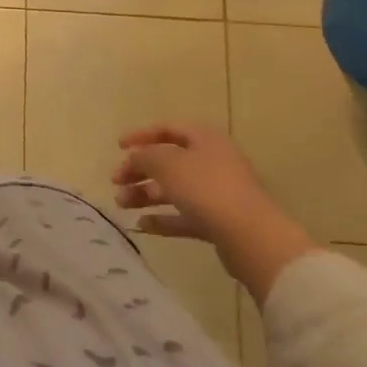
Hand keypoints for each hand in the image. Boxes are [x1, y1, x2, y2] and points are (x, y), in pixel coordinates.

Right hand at [113, 125, 316, 302]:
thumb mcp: (167, 163)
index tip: (118, 147)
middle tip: (116, 181)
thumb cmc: (206, 188)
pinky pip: (184, 215)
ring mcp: (217, 193)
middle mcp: (212, 161)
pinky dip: (163, 218)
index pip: (167, 128)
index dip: (140, 135)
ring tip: (122, 204)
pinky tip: (142, 225)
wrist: (251, 237)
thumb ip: (144, 156)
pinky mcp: (219, 222)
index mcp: (204, 139)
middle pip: (168, 161)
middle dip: (139, 170)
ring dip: (146, 194)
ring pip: (174, 189)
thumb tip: (134, 158)